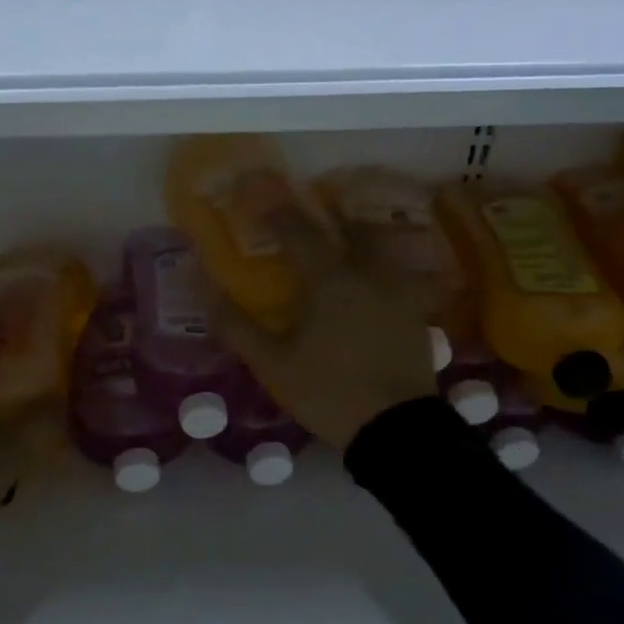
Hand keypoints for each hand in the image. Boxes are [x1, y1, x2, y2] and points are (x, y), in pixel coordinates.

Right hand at [212, 205, 439, 448]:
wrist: (396, 429)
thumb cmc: (329, 392)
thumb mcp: (273, 363)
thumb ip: (236, 324)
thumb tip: (204, 288)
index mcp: (329, 280)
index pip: (297, 231)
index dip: (275, 209)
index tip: (257, 194)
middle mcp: (368, 273)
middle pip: (352, 226)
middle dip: (330, 213)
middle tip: (315, 209)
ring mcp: (399, 291)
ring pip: (384, 246)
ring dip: (363, 235)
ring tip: (348, 239)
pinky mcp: (418, 313)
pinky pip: (406, 275)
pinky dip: (390, 267)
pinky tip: (379, 281)